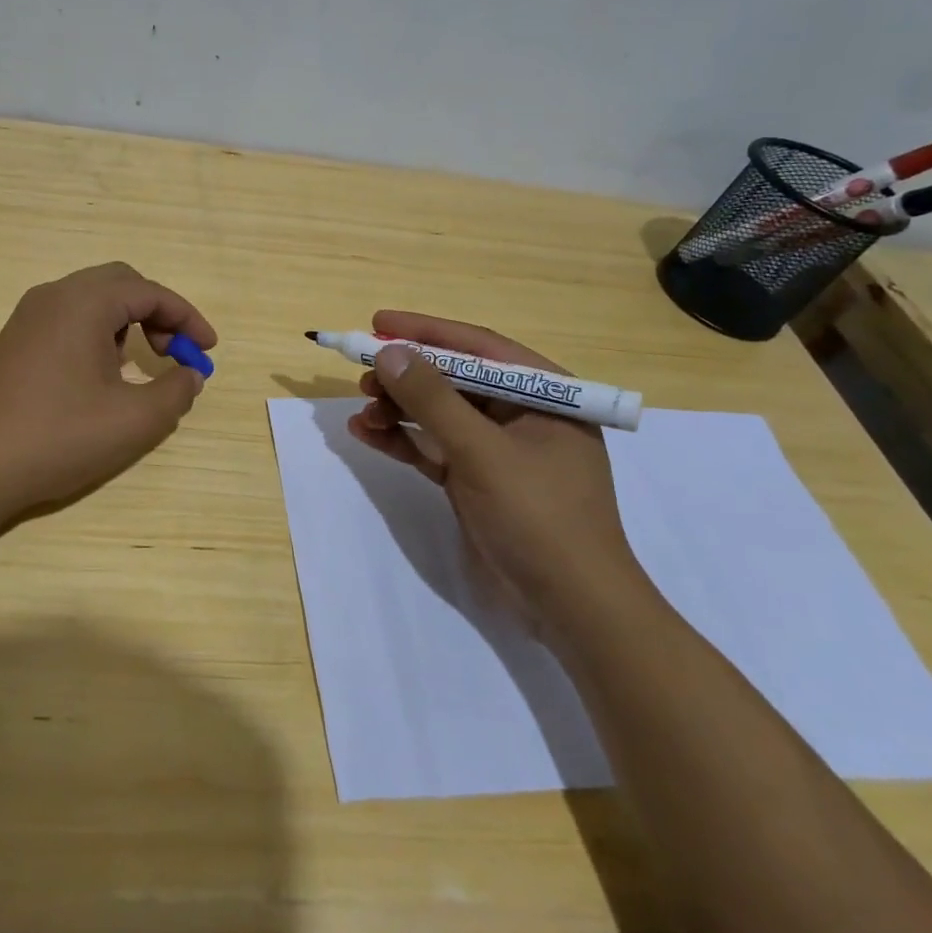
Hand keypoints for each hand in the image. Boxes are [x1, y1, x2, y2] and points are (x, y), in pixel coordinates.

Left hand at [0, 263, 215, 530]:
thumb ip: (176, 391)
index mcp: (84, 302)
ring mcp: (27, 318)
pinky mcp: (13, 343)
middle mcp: (53, 297)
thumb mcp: (134, 421)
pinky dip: (99, 335)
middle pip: (120, 284)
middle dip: (157, 313)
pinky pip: (68, 320)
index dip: (188, 317)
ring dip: (127, 323)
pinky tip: (100, 377)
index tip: (209, 350)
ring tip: (141, 365)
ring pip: (92, 301)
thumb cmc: (57, 438)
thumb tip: (189, 375)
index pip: (150, 291)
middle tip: (176, 352)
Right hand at [348, 310, 649, 636]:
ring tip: (361, 411)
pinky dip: (403, 440)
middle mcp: (522, 414)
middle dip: (407, 376)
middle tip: (362, 375)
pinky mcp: (477, 481)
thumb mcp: (481, 452)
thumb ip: (433, 399)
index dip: (426, 331)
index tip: (378, 323)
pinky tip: (367, 434)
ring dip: (399, 409)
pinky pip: (434, 448)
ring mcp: (498, 450)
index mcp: (544, 395)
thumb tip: (389, 352)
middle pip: (455, 379)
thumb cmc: (538, 517)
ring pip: (440, 414)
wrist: (570, 608)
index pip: (478, 347)